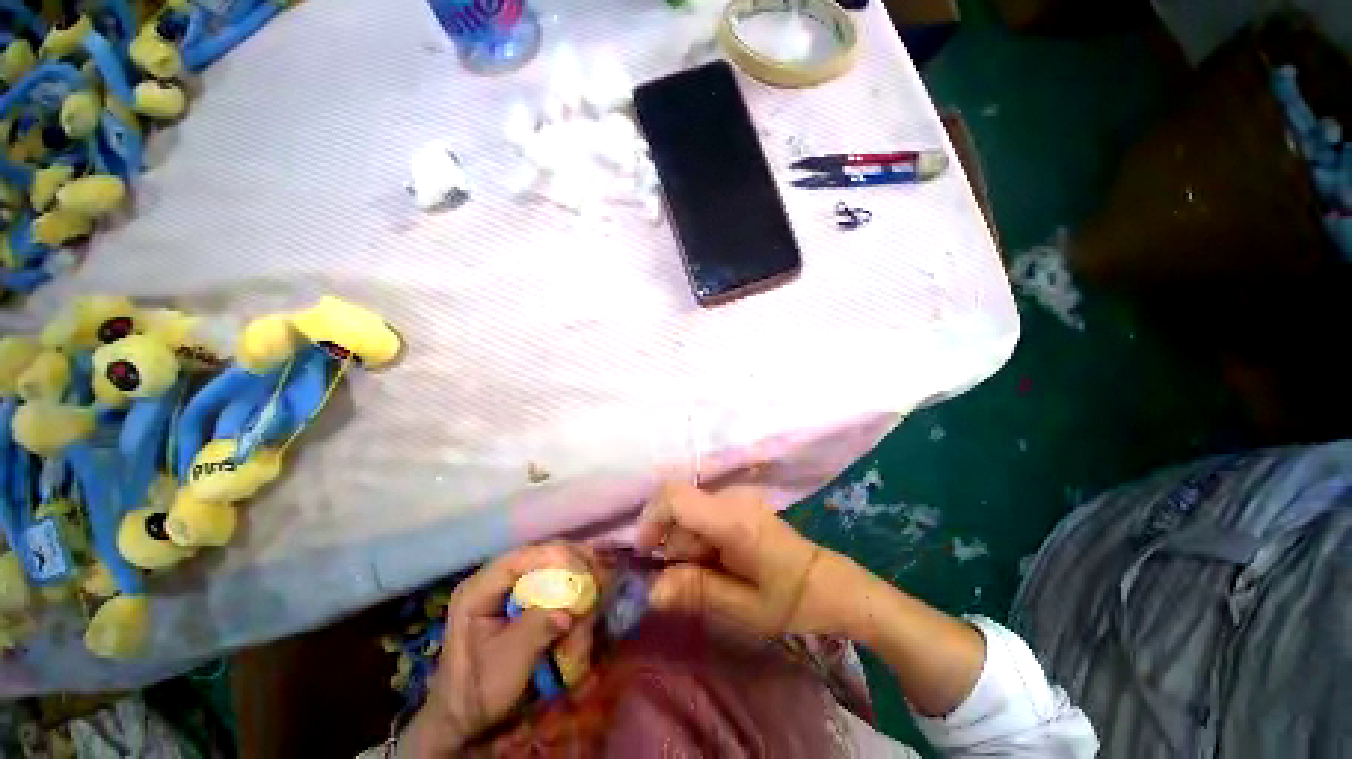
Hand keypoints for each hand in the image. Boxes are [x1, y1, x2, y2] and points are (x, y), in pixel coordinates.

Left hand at [403, 542, 597, 756]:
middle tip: (600, 583)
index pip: (521, 558)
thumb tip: (569, 610)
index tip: (585, 573)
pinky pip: (555, 582)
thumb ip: (536, 630)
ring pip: (554, 565)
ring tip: (590, 606)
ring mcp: (510, 587)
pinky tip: (582, 611)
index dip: (556, 557)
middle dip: (574, 567)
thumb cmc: (479, 691)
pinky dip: (573, 593)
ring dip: (577, 582)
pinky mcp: (523, 597)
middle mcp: (495, 579)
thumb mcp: (506, 664)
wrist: (466, 716)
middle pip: (542, 554)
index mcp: (478, 589)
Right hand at [637, 483, 869, 637]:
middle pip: (680, 508)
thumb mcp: (744, 607)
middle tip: (690, 581)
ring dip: (687, 544)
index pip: (675, 496)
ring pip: (690, 512)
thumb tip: (651, 590)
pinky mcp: (740, 503)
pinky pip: (704, 514)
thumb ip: (697, 591)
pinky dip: (699, 538)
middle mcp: (732, 498)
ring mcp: (738, 497)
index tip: (646, 553)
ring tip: (711, 575)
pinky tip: (717, 562)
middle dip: (672, 543)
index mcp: (733, 519)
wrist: (830, 584)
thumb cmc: (792, 600)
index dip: (651, 519)